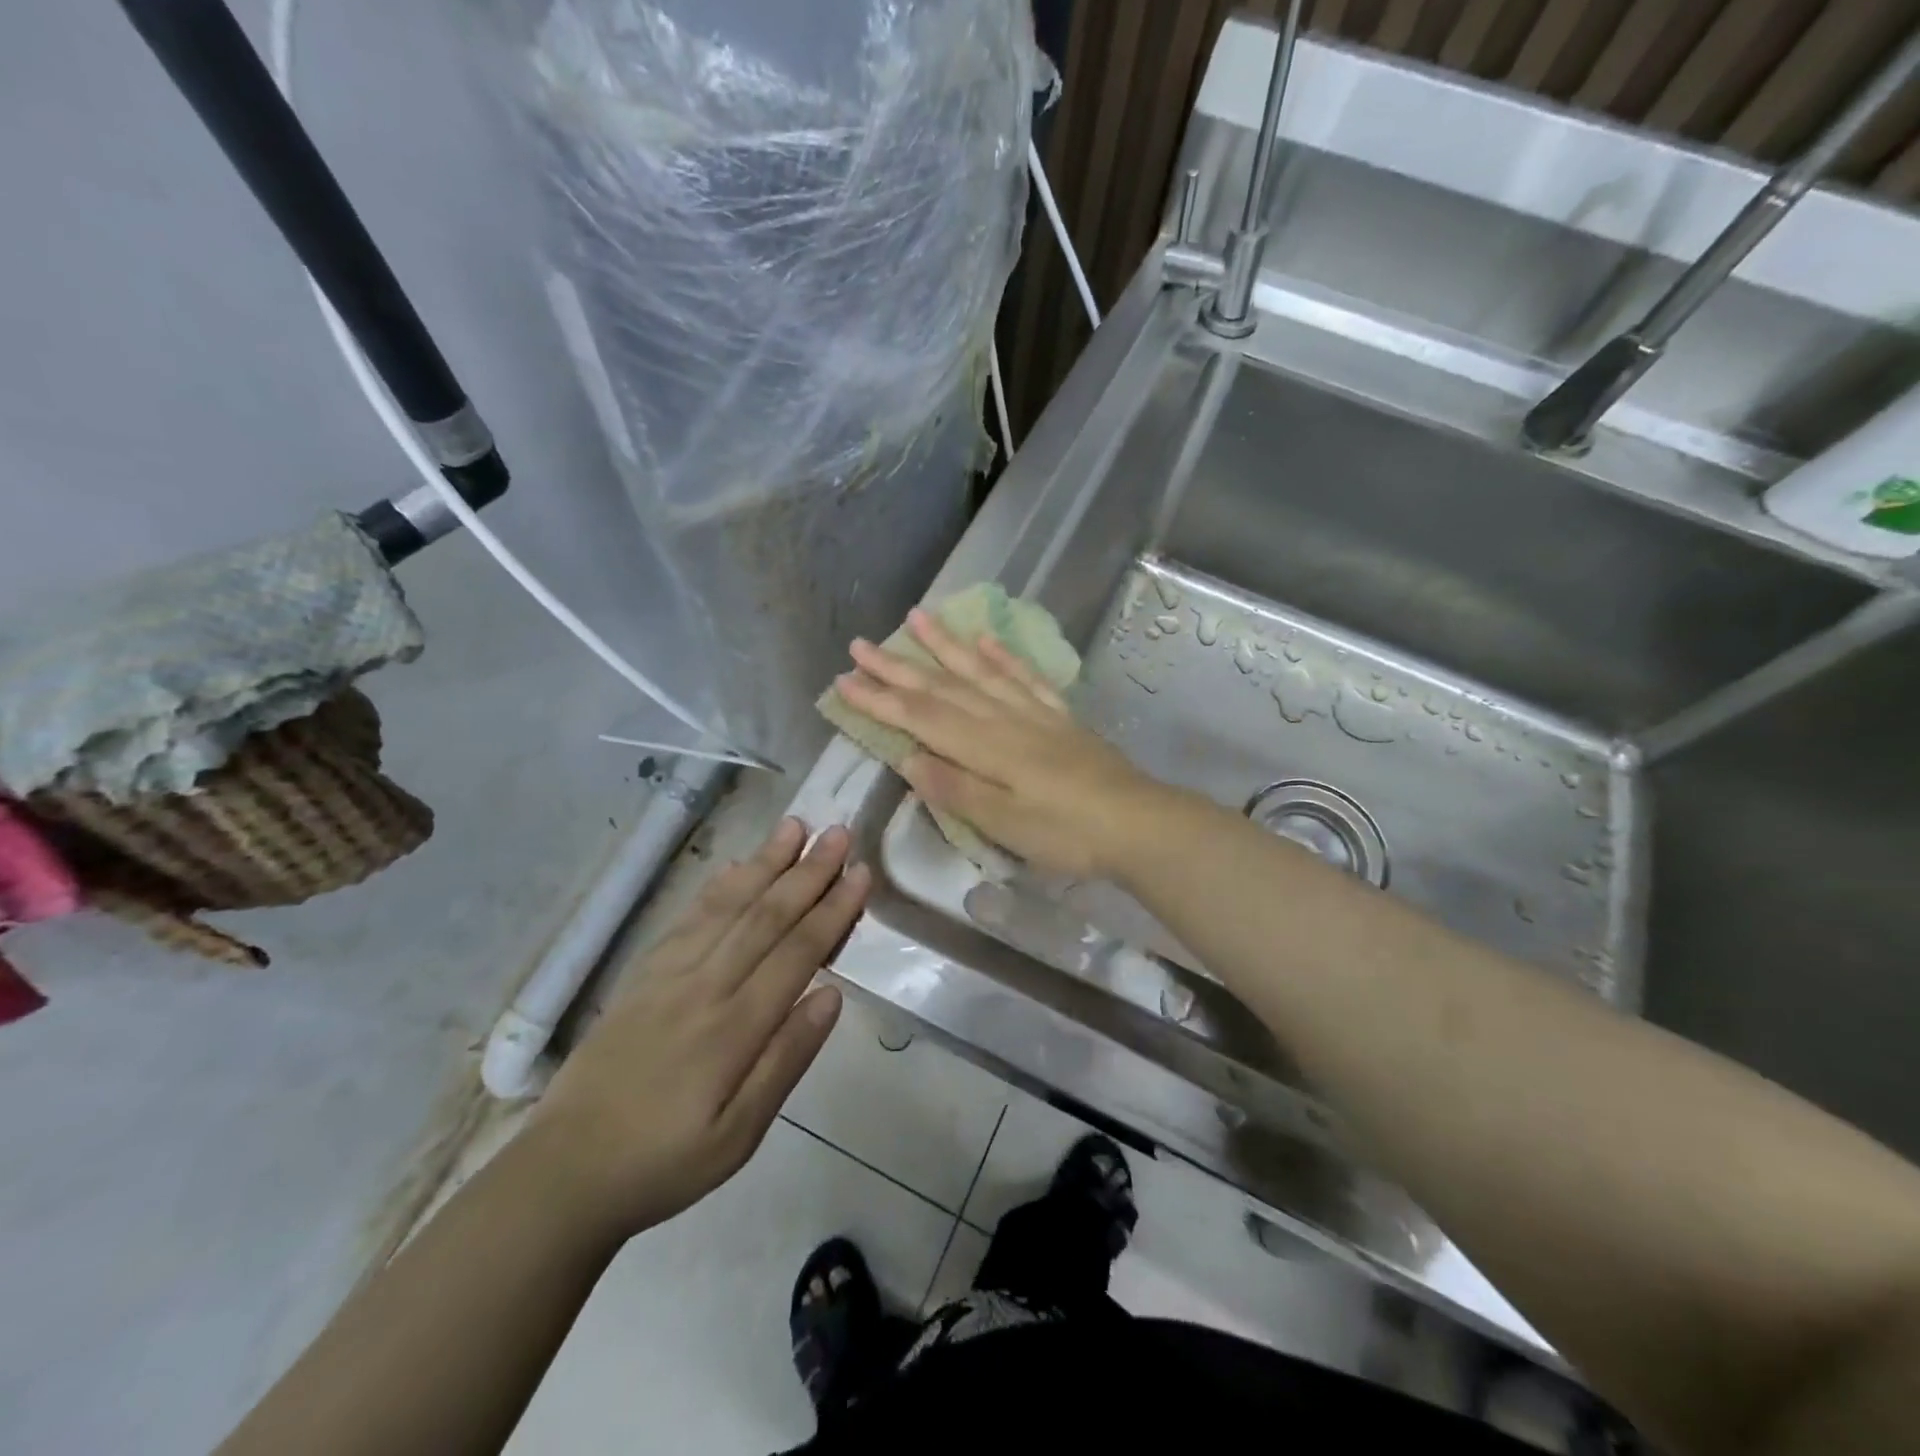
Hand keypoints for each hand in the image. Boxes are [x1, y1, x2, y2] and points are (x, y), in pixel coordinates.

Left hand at [527, 820, 867, 1240]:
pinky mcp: (643, 974)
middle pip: (765, 916)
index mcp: (733, 1027)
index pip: (796, 952)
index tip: (860, 873)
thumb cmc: (665, 1161)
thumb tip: (831, 996)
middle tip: (839, 832)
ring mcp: (668, 974)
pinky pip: (688, 918)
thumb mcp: (739, 1135)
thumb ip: (786, 1060)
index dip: (832, 910)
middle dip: (808, 871)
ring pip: (728, 906)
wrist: (565, 1171)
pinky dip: (718, 887)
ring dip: (765, 863)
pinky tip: (736, 866)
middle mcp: (704, 986)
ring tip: (795, 827)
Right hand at [834, 608, 1166, 879]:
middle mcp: (1003, 719)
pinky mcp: (1059, 716)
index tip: (844, 681)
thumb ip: (956, 789)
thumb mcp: (1005, 824)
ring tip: (917, 617)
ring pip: (979, 671)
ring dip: (945, 645)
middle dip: (898, 666)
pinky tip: (985, 640)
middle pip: (942, 687)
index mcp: (985, 747)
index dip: (880, 700)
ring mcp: (1033, 713)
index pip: (921, 717)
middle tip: (860, 644)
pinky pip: (1024, 677)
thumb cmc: (1067, 833)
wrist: (1138, 823)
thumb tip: (908, 759)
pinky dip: (1002, 656)